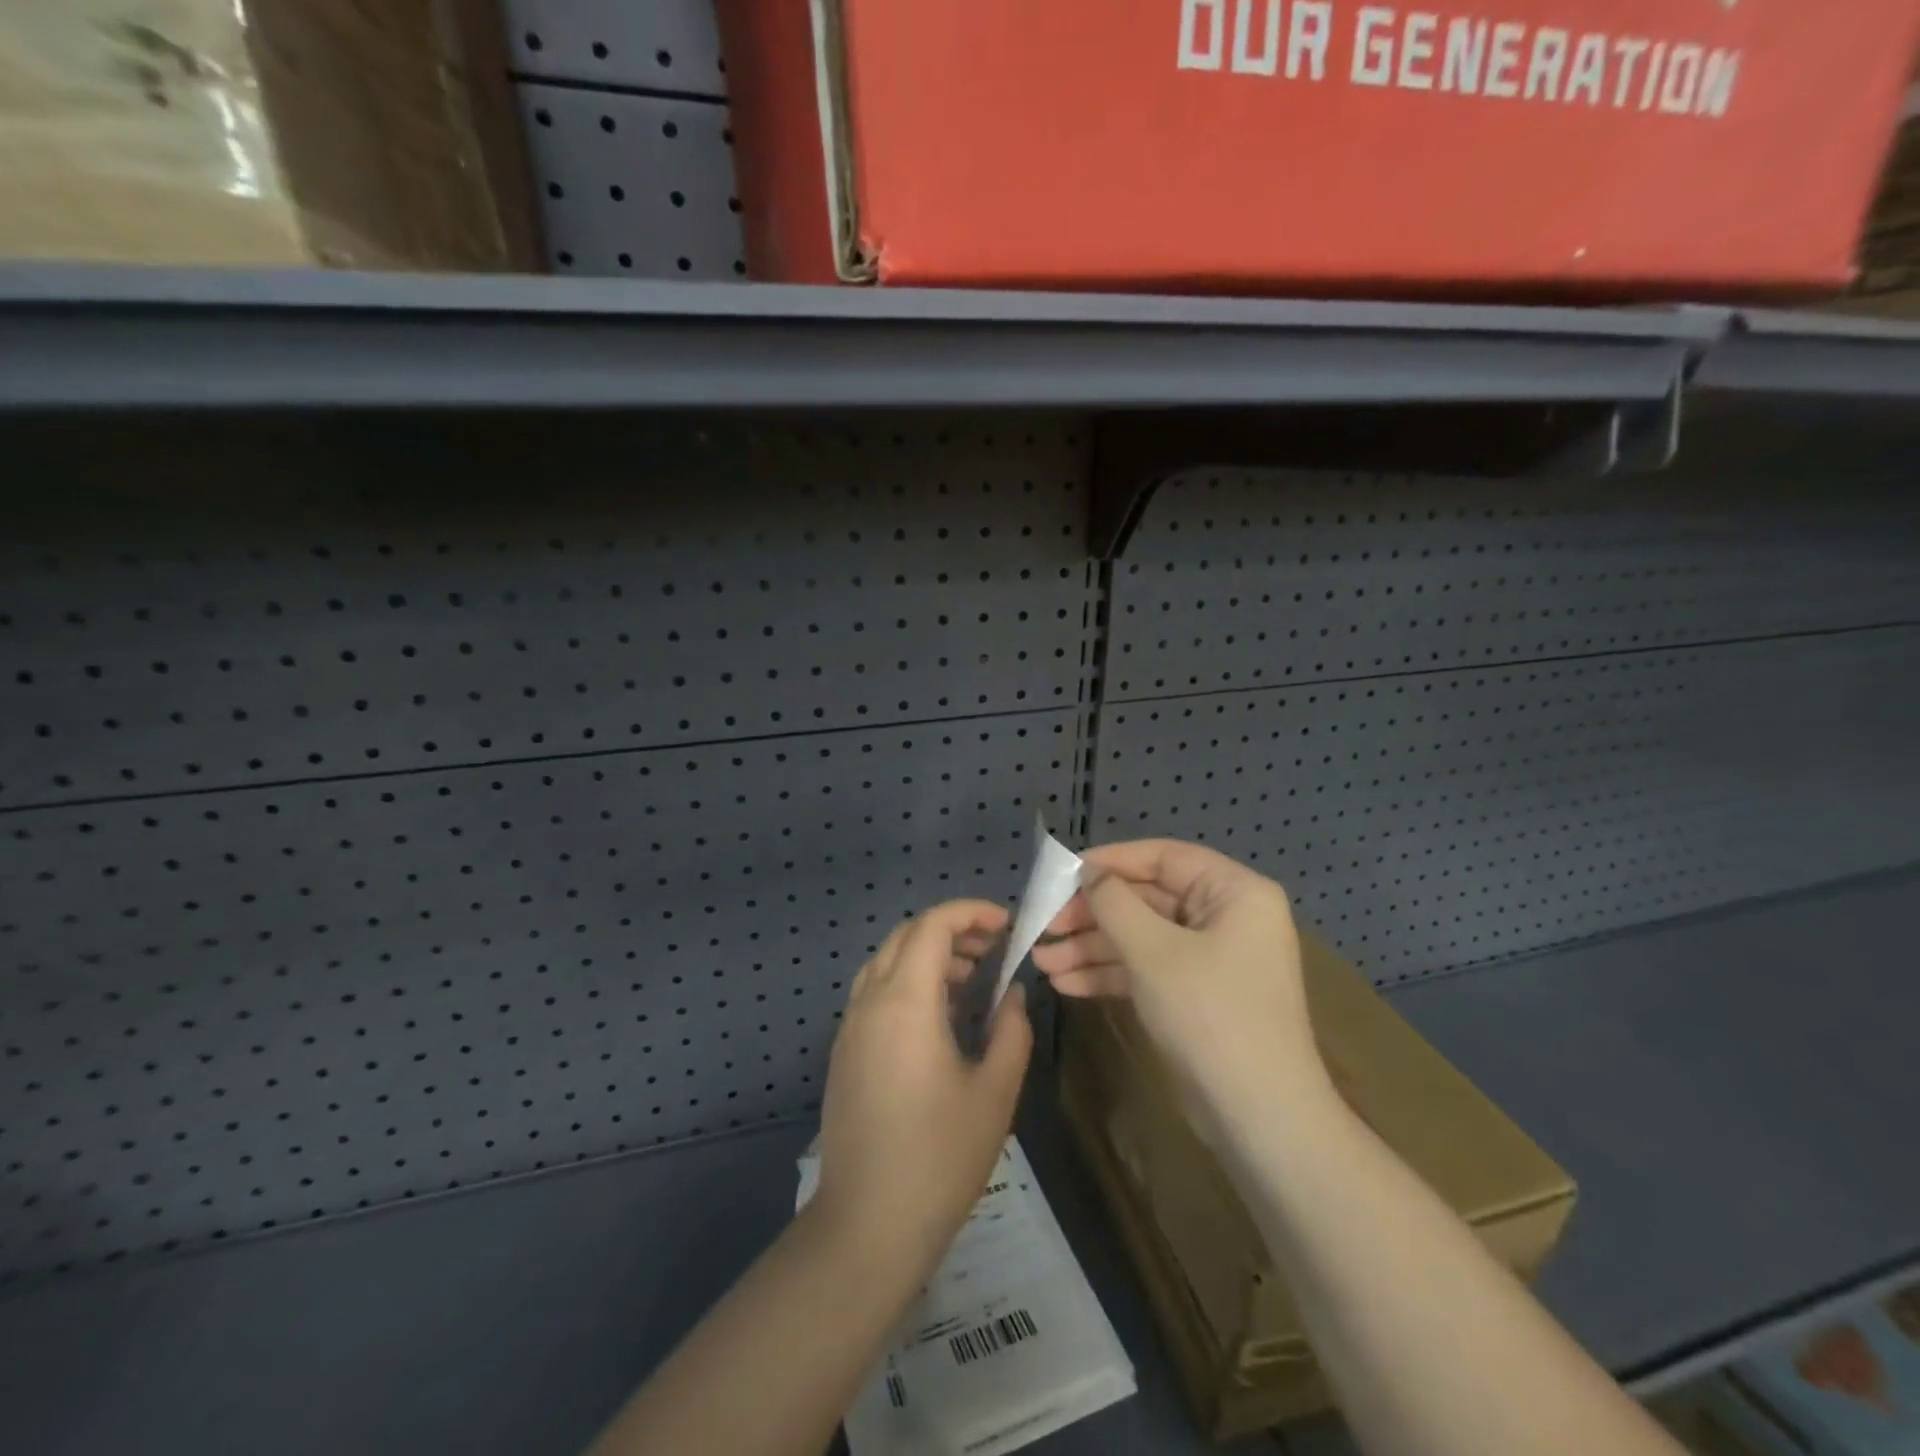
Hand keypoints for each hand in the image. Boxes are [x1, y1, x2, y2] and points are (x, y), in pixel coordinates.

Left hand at [810, 900, 1032, 1274]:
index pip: (932, 926)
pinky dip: (908, 982)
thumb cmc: (940, 1157)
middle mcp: (870, 1002)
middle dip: (951, 929)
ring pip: (887, 962)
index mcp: (905, 1002)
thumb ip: (1011, 1031)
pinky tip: (940, 1017)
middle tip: (993, 950)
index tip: (1007, 925)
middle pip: (906, 936)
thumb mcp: (995, 1092)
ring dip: (928, 955)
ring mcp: (851, 1027)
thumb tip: (1013, 993)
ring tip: (972, 979)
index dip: (970, 912)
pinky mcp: (845, 1053)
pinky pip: (875, 992)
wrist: (867, 1225)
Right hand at [1032, 839, 1327, 1122]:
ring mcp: (1211, 958)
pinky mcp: (1195, 994)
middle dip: (1092, 915)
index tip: (1062, 872)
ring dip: (1091, 948)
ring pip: (1141, 937)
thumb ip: (1114, 903)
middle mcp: (1226, 917)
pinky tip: (1065, 983)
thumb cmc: (1210, 1014)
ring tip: (1041, 960)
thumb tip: (1088, 871)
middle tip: (1044, 924)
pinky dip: (1109, 973)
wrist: (1259, 1118)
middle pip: (1147, 899)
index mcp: (1234, 892)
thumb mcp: (1153, 951)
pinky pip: (1147, 968)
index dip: (1110, 861)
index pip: (1164, 857)